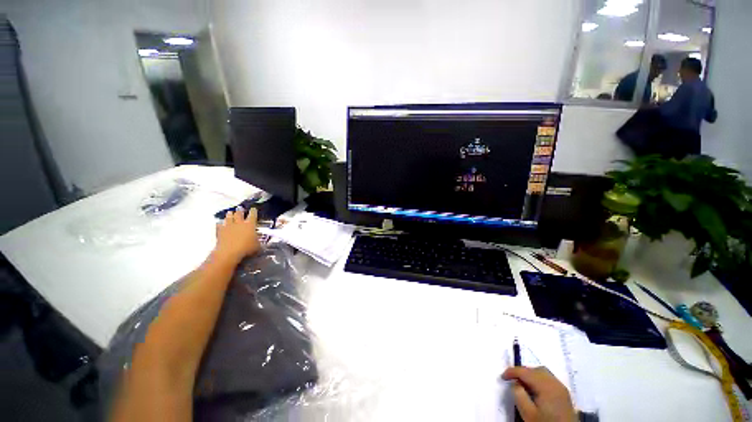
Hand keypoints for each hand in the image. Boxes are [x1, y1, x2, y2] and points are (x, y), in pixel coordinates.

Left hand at [214, 208, 260, 263]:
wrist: (229, 252)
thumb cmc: (246, 248)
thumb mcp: (257, 246)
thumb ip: (258, 242)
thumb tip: (259, 242)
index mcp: (250, 224)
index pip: (253, 215)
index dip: (253, 211)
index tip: (253, 209)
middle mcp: (239, 223)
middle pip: (239, 213)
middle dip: (240, 211)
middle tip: (240, 208)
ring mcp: (228, 226)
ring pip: (229, 217)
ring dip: (230, 214)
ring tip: (230, 212)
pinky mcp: (220, 231)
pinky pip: (219, 225)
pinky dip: (220, 223)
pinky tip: (220, 223)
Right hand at [502, 366, 575, 421]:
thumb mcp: (527, 413)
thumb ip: (519, 394)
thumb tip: (515, 383)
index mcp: (545, 385)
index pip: (525, 371)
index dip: (511, 372)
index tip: (502, 377)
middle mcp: (554, 382)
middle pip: (535, 370)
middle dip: (522, 372)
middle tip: (512, 379)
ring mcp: (561, 388)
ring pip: (542, 373)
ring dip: (531, 375)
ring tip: (523, 384)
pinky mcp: (564, 394)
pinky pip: (549, 379)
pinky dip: (539, 380)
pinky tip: (535, 390)